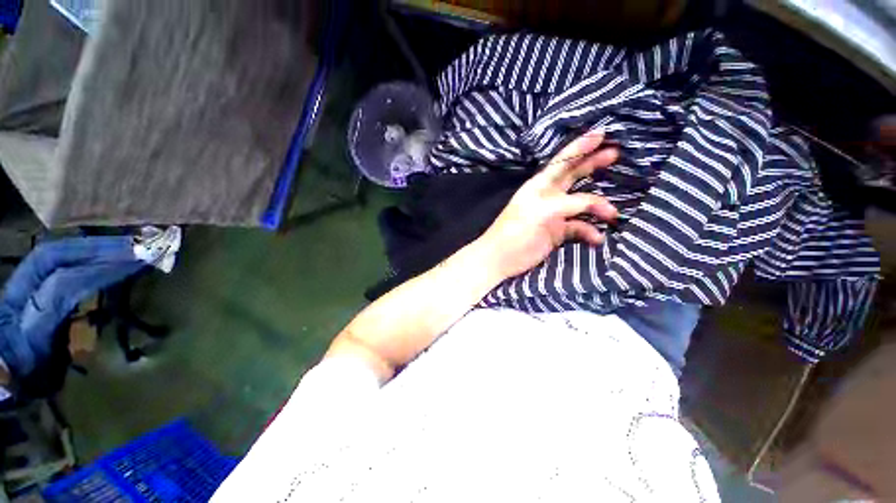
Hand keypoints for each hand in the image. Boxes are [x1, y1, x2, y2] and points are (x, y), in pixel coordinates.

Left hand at [475, 132, 619, 279]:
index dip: (581, 147)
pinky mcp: (557, 232)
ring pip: (581, 205)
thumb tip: (595, 202)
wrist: (502, 258)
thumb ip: (568, 203)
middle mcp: (548, 196)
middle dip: (593, 164)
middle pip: (574, 176)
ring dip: (598, 207)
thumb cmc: (516, 230)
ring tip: (613, 214)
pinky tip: (597, 239)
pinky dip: (589, 232)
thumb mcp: (541, 211)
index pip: (562, 161)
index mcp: (540, 185)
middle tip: (616, 154)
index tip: (602, 133)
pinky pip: (578, 228)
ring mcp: (554, 215)